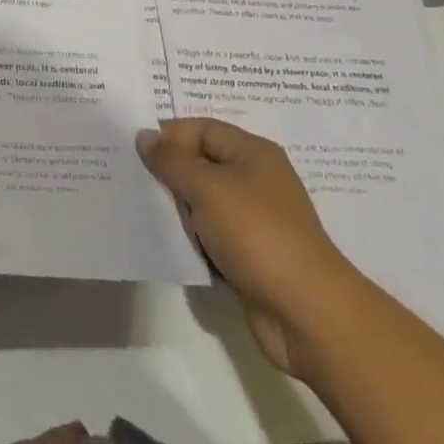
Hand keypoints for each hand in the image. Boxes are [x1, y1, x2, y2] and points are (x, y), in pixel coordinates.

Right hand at [138, 118, 357, 378]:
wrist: (308, 315)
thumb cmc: (257, 235)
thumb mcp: (207, 188)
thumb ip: (172, 161)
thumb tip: (144, 136)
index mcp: (252, 152)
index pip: (202, 129)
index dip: (170, 137)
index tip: (137, 154)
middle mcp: (256, 180)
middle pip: (202, 164)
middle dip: (171, 173)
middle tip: (135, 182)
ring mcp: (255, 220)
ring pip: (205, 203)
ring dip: (180, 210)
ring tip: (147, 213)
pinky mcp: (251, 256)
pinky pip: (213, 236)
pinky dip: (194, 240)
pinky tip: (172, 245)